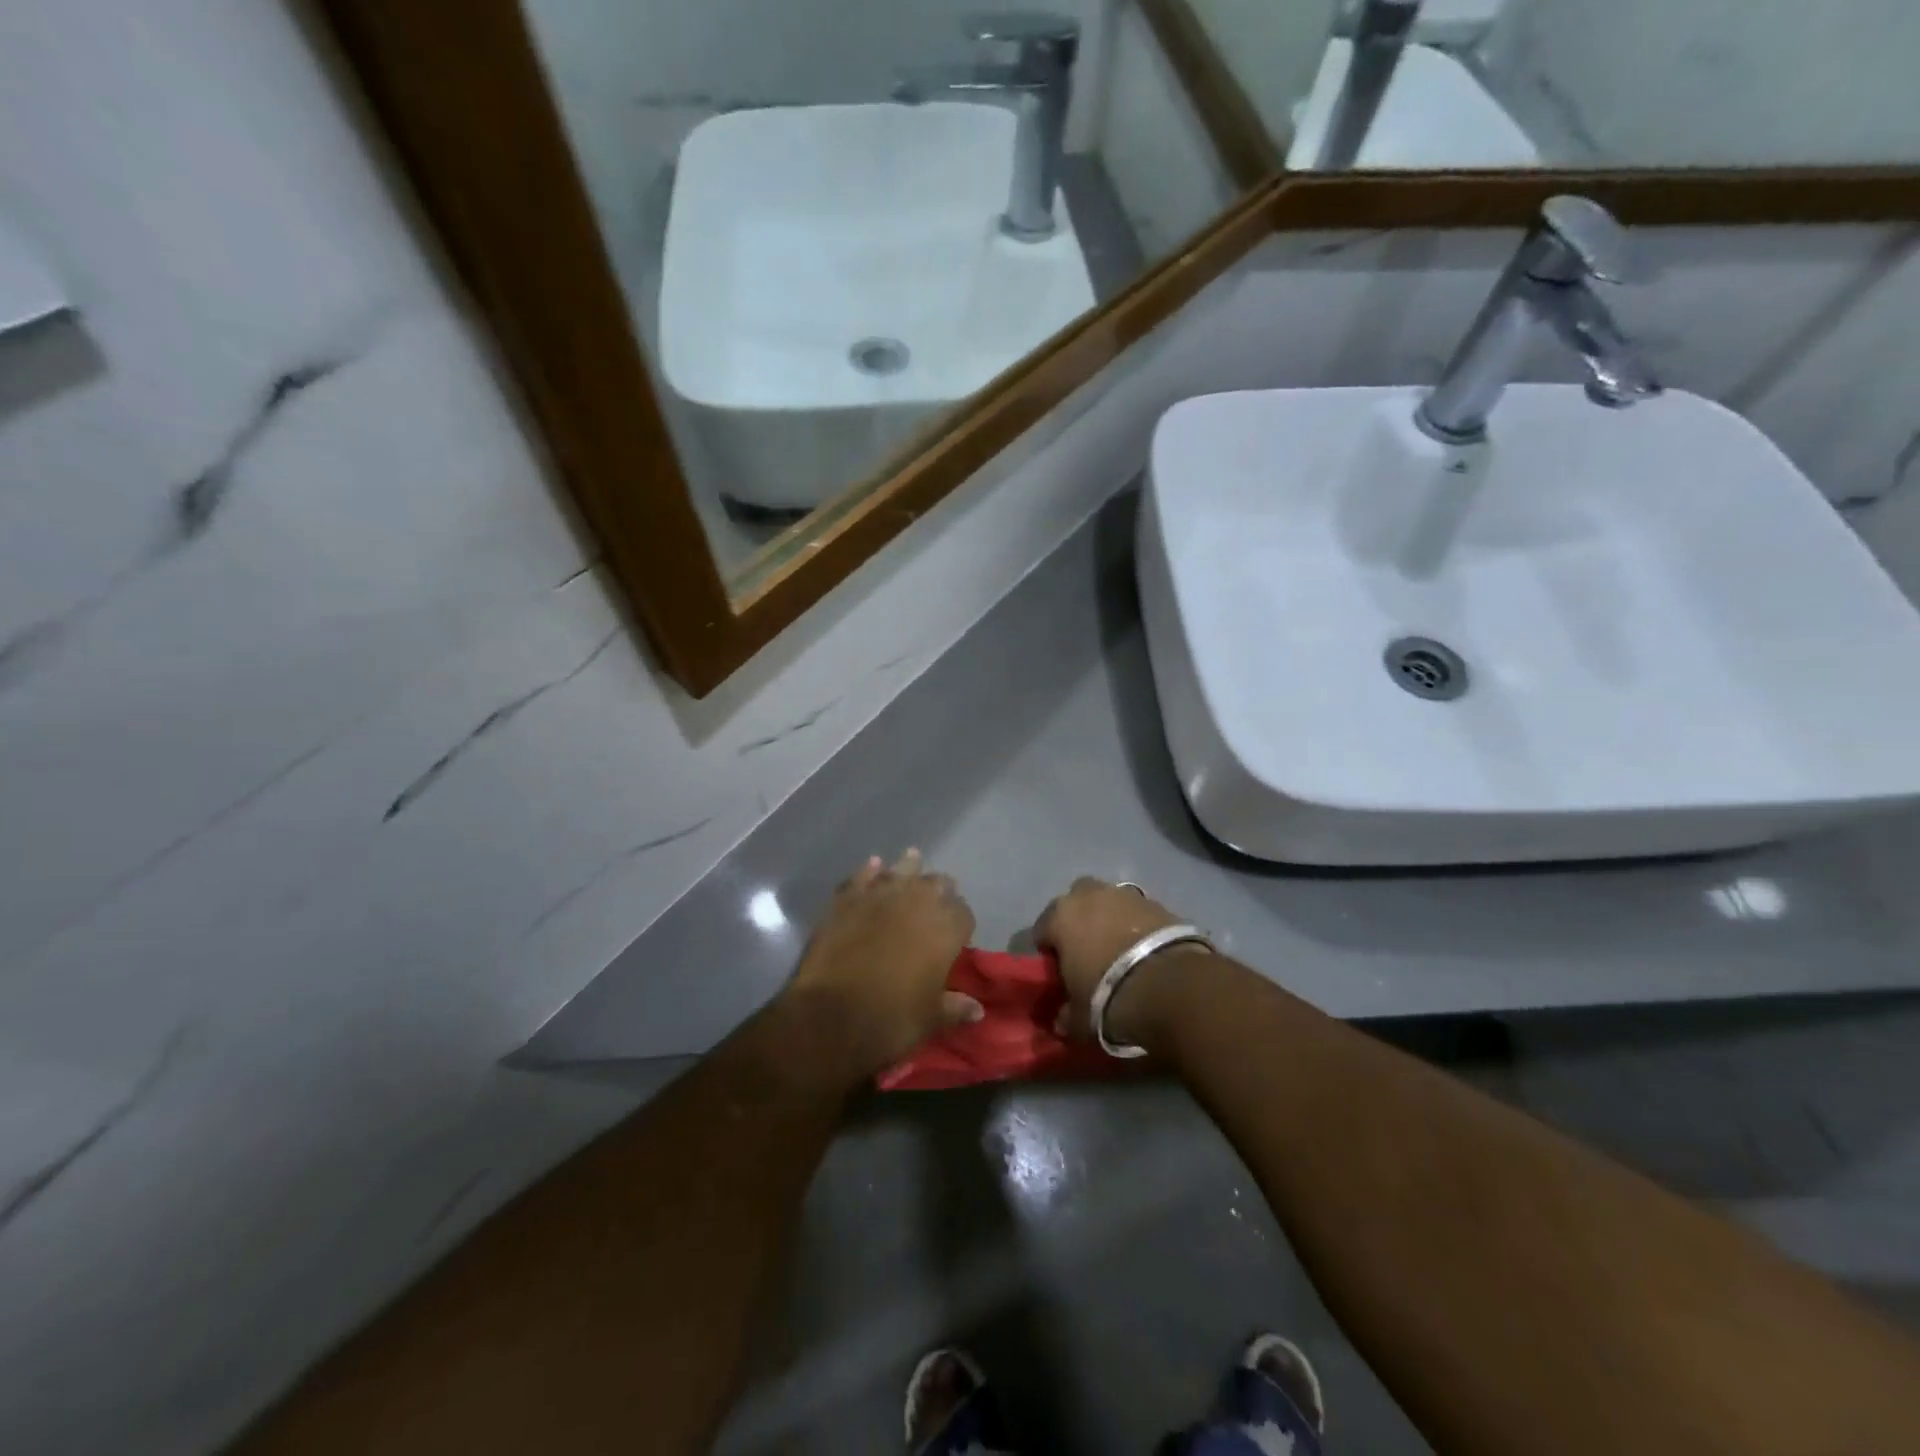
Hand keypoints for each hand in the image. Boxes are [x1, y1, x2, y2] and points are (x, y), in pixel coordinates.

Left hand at [788, 850, 981, 1078]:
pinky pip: (863, 876)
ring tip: (912, 862)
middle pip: (937, 884)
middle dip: (939, 892)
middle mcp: (918, 901)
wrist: (831, 1017)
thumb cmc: (891, 1020)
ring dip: (908, 868)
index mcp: (946, 928)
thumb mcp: (930, 1019)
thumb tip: (977, 1009)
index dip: (961, 923)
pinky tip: (873, 867)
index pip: (964, 913)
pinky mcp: (846, 898)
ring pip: (902, 869)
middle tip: (934, 905)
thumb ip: (955, 1007)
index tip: (955, 936)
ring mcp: (880, 895)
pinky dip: (870, 872)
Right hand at [1033, 878, 1190, 1046]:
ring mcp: (1127, 895)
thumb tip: (1063, 1018)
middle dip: (1079, 921)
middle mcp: (1090, 895)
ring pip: (1110, 903)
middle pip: (1076, 902)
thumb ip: (1066, 1015)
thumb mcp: (1079, 1019)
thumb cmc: (1109, 997)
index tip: (1058, 972)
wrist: (1171, 987)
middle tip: (1088, 953)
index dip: (1049, 951)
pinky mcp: (1160, 903)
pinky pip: (1139, 914)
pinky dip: (1139, 927)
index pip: (1042, 929)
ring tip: (1121, 952)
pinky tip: (1146, 952)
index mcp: (1060, 916)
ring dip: (1111, 921)